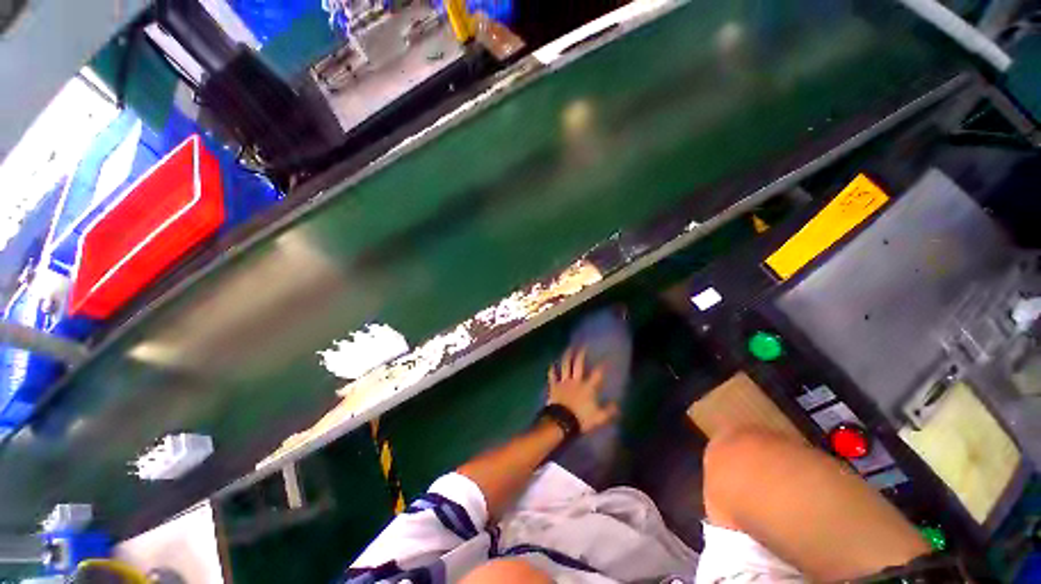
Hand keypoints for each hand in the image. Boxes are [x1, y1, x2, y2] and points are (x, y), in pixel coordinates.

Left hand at [547, 348, 618, 433]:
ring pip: (565, 366)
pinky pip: (552, 375)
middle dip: (581, 354)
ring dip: (567, 356)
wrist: (561, 421)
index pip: (597, 373)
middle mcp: (576, 380)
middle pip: (578, 364)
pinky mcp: (554, 386)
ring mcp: (563, 382)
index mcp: (588, 387)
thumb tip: (617, 405)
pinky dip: (552, 369)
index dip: (602, 365)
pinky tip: (552, 364)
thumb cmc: (581, 419)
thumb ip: (608, 411)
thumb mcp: (598, 418)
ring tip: (568, 349)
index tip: (606, 358)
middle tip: (583, 346)